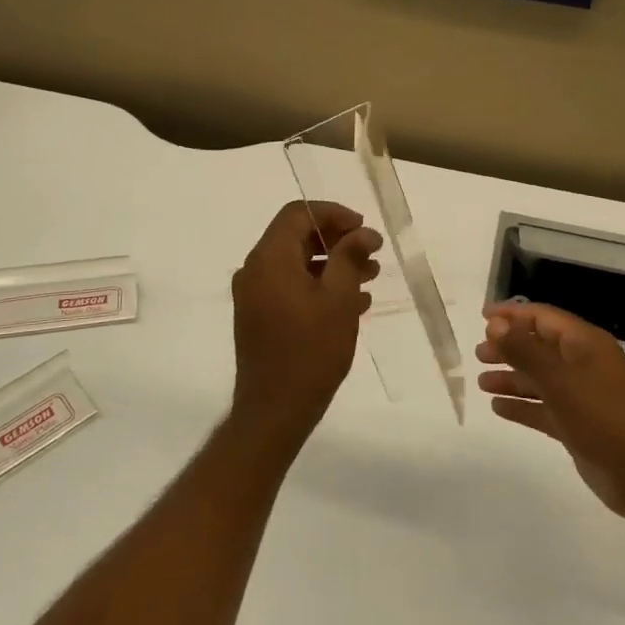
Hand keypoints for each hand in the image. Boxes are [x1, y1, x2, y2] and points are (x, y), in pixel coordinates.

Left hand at [230, 201, 381, 447]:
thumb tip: (364, 232)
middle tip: (371, 253)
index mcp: (269, 258)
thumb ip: (350, 257)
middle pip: (296, 237)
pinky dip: (318, 286)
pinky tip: (352, 303)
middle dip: (337, 240)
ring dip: (332, 264)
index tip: (363, 228)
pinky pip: (290, 287)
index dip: (333, 213)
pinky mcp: (258, 316)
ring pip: (296, 263)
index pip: (298, 213)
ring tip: (370, 276)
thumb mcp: (338, 299)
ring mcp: (253, 295)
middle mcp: (255, 270)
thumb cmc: (310, 351)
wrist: (274, 411)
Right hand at [478, 302, 624, 518]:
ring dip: (512, 378)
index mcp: (586, 344)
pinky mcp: (579, 425)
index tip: (482, 317)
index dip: (513, 315)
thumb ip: (525, 350)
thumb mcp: (560, 379)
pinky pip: (544, 408)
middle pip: (540, 347)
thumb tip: (495, 324)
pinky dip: (522, 406)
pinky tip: (498, 408)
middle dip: (509, 347)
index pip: (544, 317)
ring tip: (481, 382)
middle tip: (478, 353)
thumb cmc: (604, 416)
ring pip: (540, 379)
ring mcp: (582, 396)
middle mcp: (584, 365)